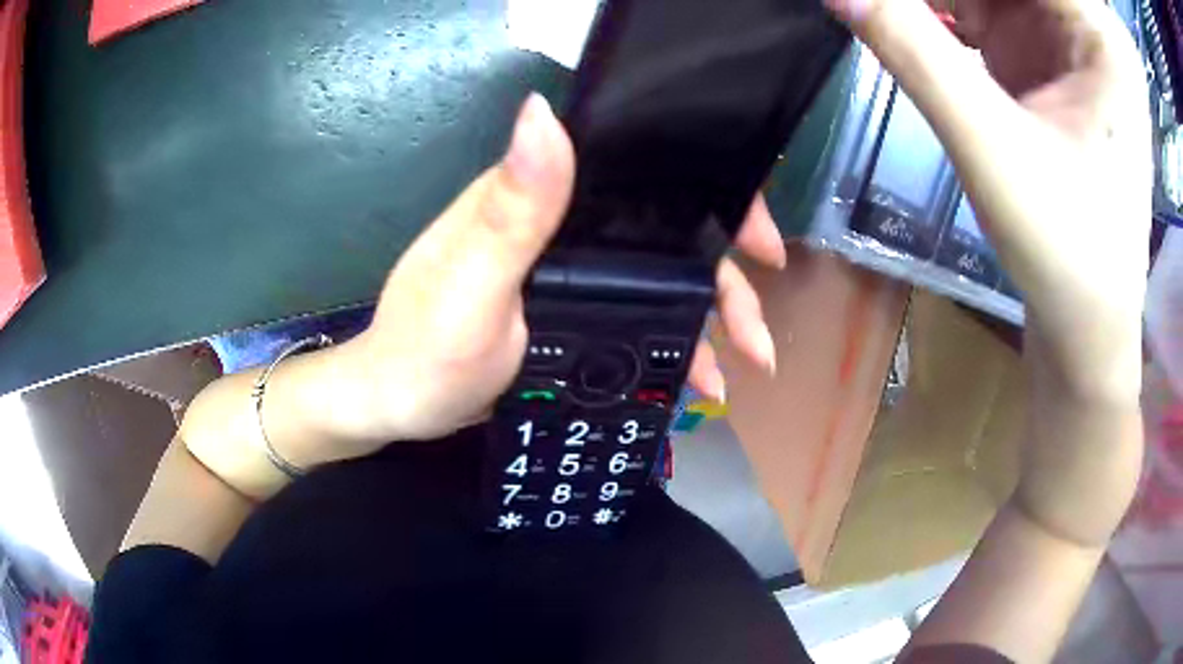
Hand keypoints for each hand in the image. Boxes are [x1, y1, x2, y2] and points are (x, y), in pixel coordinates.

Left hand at [339, 94, 783, 448]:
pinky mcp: (569, 312)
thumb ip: (511, 210)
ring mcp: (568, 273)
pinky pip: (638, 318)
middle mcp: (559, 226)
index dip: (708, 197)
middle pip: (664, 236)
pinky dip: (672, 347)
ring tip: (736, 369)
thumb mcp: (471, 287)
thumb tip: (542, 114)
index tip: (757, 241)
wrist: (400, 406)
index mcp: (537, 201)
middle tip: (759, 329)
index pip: (638, 174)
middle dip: (725, 279)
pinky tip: (693, 380)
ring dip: (707, 322)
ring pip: (658, 282)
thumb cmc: (426, 353)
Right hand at [828, 0, 1149, 400]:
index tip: (894, 1)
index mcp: (1099, 37)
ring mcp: (1067, 46)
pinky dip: (947, 15)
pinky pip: (987, 11)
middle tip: (891, 12)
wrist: (1086, 326)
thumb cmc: (1065, 252)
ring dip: (940, 2)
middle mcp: (1087, 30)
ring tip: (899, 21)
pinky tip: (918, 31)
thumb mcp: (991, 148)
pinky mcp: (1048, 66)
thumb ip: (916, 54)